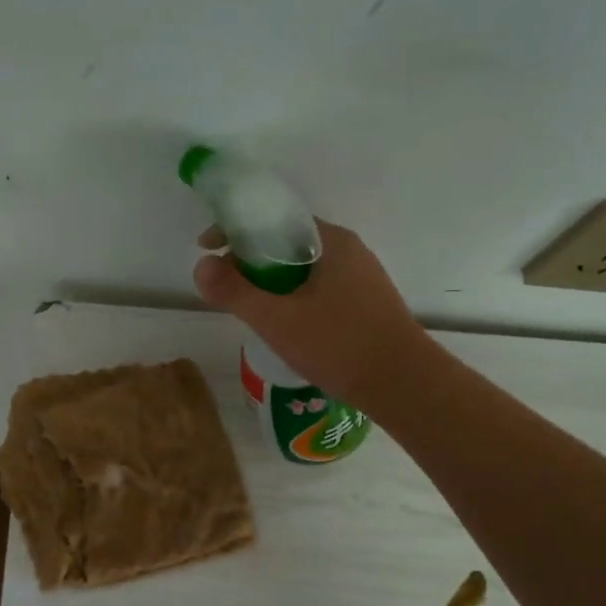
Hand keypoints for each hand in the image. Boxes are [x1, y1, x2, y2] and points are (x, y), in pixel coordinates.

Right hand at [194, 220, 424, 405]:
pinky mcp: (365, 304)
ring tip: (248, 307)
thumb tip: (201, 266)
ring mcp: (360, 278)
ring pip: (301, 269)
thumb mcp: (276, 319)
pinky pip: (316, 288)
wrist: (404, 385)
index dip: (235, 230)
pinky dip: (291, 296)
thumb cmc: (339, 345)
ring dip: (270, 281)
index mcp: (330, 241)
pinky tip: (283, 324)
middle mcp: (347, 251)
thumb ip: (235, 291)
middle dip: (250, 259)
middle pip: (286, 243)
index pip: (273, 219)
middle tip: (224, 284)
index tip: (207, 248)